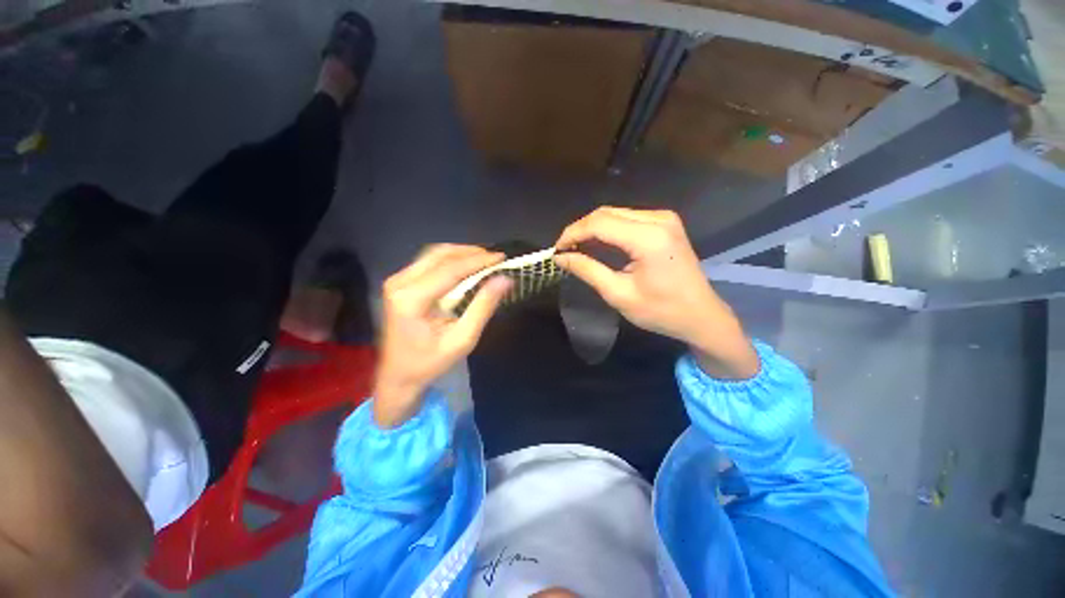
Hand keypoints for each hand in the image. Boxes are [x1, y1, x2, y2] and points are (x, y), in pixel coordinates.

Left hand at [373, 244, 510, 427]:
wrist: (397, 375)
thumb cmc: (430, 363)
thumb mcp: (462, 339)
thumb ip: (483, 307)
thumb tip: (505, 280)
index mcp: (411, 299)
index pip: (450, 270)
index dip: (478, 261)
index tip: (501, 257)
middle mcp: (400, 283)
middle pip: (439, 255)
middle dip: (470, 252)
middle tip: (495, 258)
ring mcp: (397, 281)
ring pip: (433, 254)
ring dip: (461, 253)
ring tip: (484, 259)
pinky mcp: (399, 283)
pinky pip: (428, 262)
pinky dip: (450, 260)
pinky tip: (466, 266)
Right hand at [554, 207, 757, 378]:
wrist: (701, 316)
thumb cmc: (661, 311)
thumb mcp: (618, 294)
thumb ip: (587, 270)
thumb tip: (560, 257)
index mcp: (648, 238)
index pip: (599, 223)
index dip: (572, 233)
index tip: (556, 250)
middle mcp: (658, 219)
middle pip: (606, 213)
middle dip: (580, 230)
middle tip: (564, 250)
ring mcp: (664, 218)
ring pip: (615, 214)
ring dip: (592, 229)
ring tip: (576, 249)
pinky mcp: (665, 223)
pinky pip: (627, 219)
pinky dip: (608, 230)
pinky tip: (597, 245)